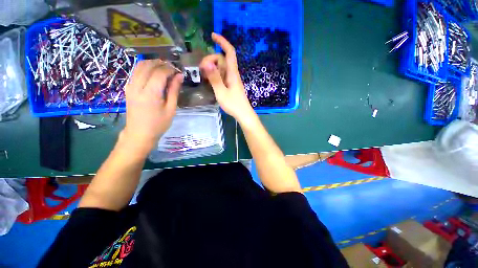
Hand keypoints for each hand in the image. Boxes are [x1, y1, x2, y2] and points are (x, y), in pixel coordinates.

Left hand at [121, 60, 182, 152]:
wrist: (139, 133)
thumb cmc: (159, 124)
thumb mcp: (171, 109)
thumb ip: (174, 91)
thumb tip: (179, 76)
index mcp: (150, 93)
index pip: (159, 72)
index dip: (170, 69)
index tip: (178, 71)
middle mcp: (137, 86)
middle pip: (148, 65)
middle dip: (162, 64)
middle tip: (173, 69)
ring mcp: (130, 86)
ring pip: (140, 65)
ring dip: (153, 64)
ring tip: (165, 69)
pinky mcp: (128, 88)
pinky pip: (136, 71)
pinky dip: (146, 68)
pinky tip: (154, 74)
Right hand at [200, 33, 255, 122]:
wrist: (243, 114)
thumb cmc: (233, 105)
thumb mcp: (221, 92)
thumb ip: (215, 78)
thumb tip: (207, 63)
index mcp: (232, 73)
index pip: (229, 52)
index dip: (222, 42)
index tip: (212, 35)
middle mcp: (232, 74)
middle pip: (222, 59)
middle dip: (210, 59)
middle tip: (201, 70)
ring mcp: (232, 80)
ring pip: (221, 68)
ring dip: (212, 68)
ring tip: (203, 77)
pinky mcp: (231, 85)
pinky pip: (222, 76)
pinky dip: (215, 75)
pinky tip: (209, 82)